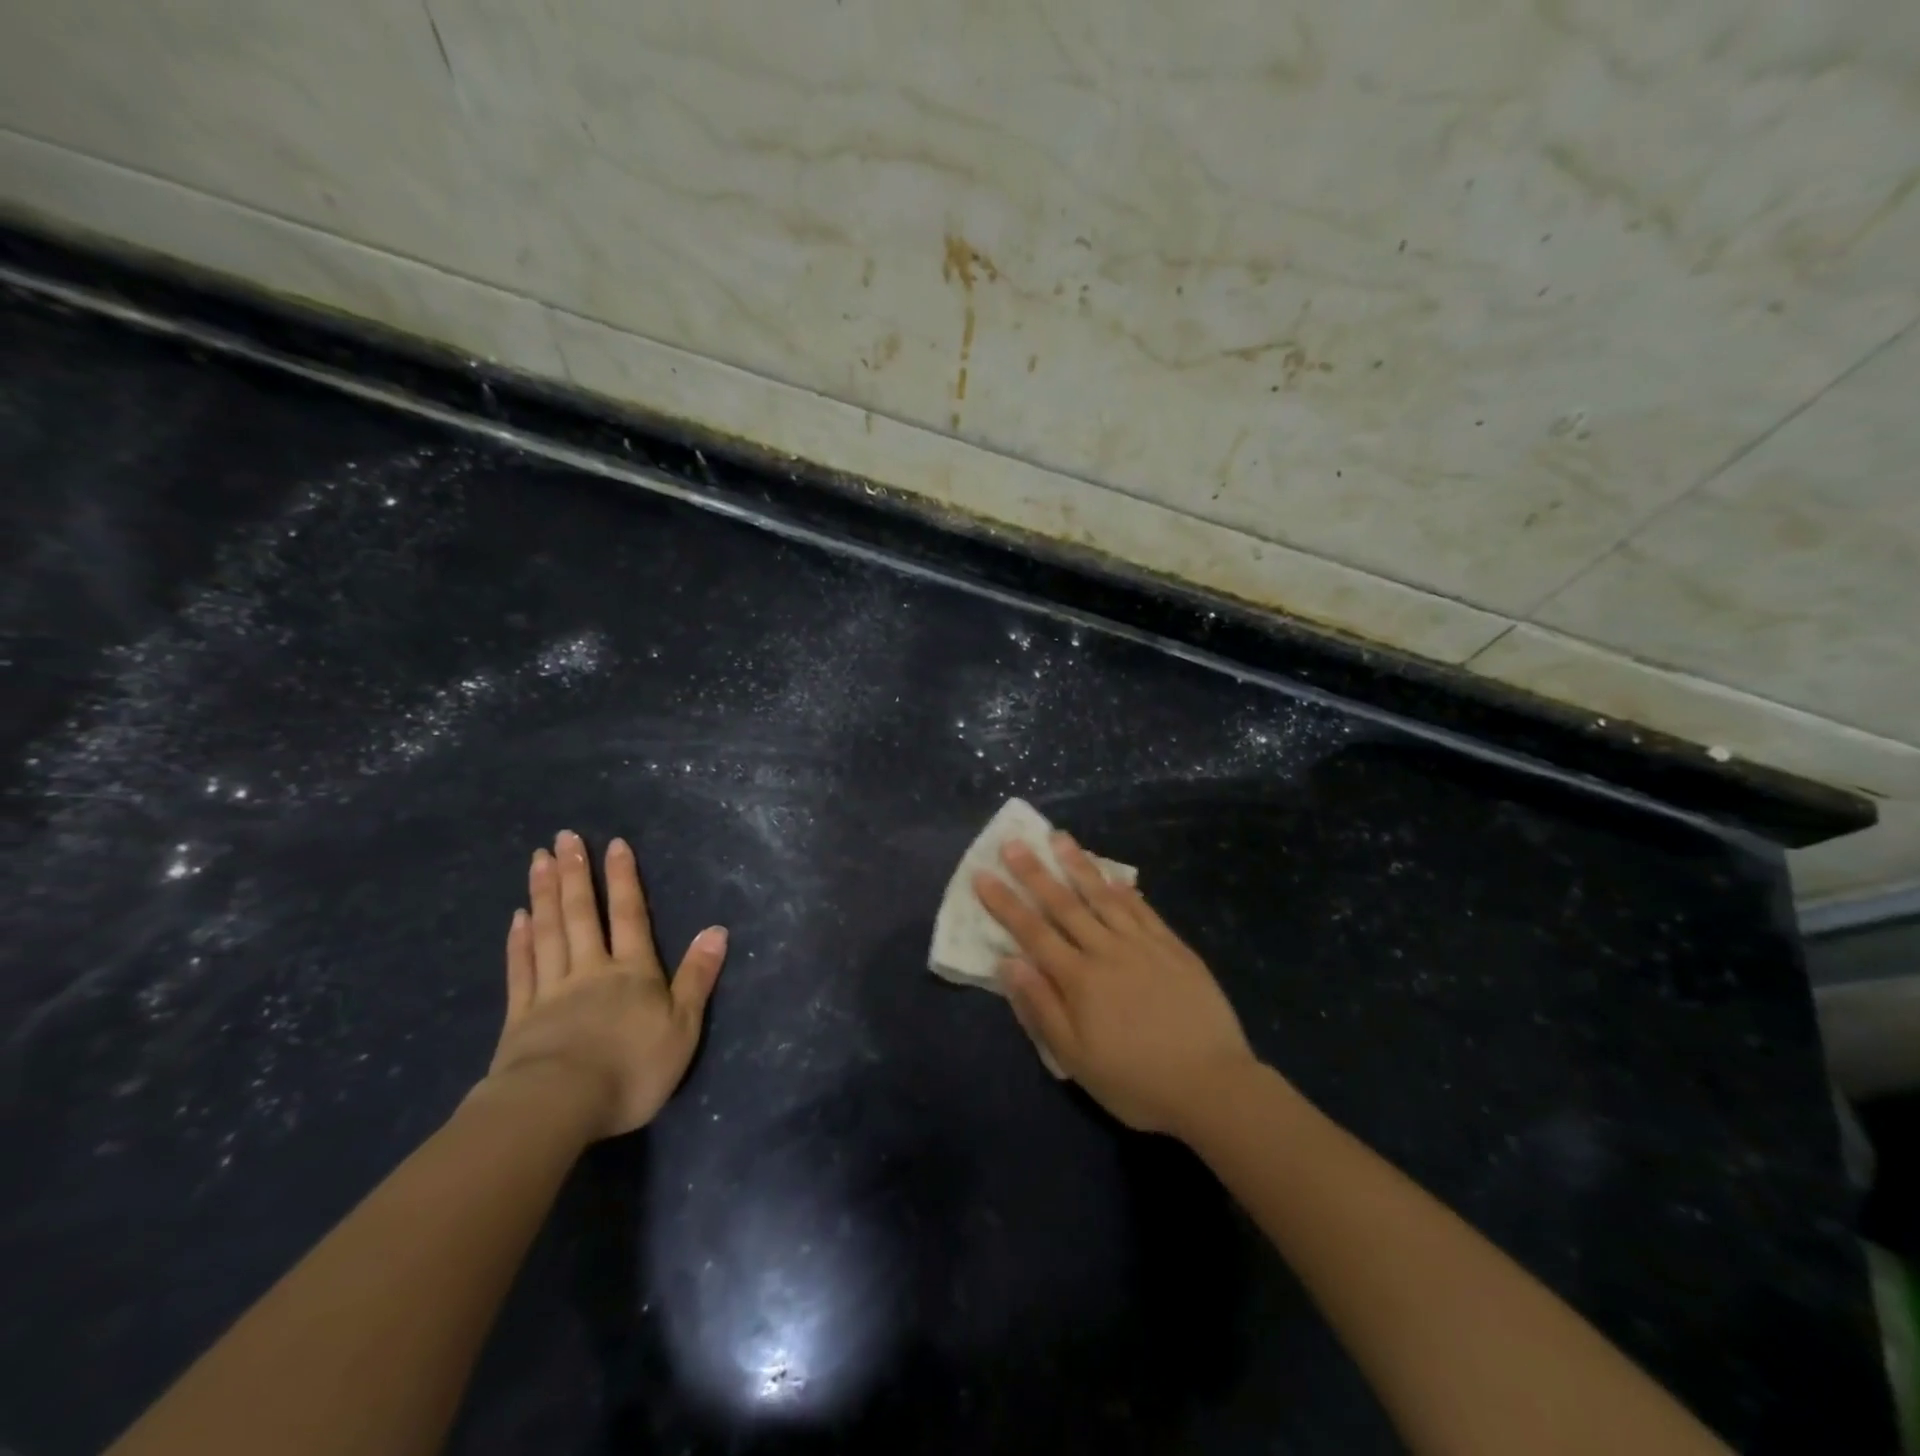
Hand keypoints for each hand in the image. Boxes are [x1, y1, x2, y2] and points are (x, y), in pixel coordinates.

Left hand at [481, 830, 727, 1139]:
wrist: (558, 1106)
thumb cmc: (632, 1068)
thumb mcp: (683, 1027)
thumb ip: (698, 976)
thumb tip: (717, 930)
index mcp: (633, 972)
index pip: (630, 915)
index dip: (624, 879)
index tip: (614, 843)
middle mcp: (591, 970)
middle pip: (582, 914)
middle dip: (576, 873)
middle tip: (564, 837)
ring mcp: (551, 991)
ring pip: (548, 932)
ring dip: (545, 894)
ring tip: (538, 860)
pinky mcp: (521, 1017)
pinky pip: (521, 969)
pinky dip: (519, 941)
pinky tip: (517, 918)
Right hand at [974, 833, 1257, 1135]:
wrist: (1212, 1085)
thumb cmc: (1135, 1080)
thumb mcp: (1076, 1058)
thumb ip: (1040, 1006)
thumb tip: (1008, 961)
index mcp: (1079, 979)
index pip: (1032, 932)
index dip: (1005, 902)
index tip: (983, 874)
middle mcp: (1106, 951)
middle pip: (1064, 904)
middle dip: (1034, 872)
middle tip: (1013, 842)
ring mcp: (1143, 944)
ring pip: (1103, 896)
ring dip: (1078, 865)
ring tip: (1059, 838)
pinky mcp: (1173, 947)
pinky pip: (1142, 909)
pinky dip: (1123, 889)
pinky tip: (1111, 874)